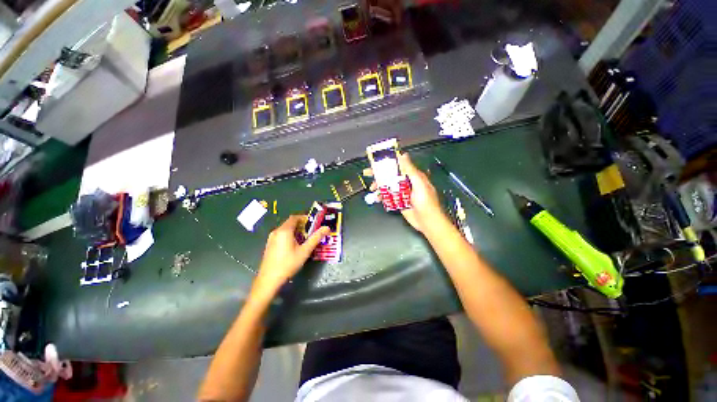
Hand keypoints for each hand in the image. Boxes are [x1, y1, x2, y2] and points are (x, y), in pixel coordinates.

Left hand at [253, 216, 329, 295]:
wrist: (269, 280)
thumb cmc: (288, 264)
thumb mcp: (305, 251)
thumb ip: (316, 238)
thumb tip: (327, 228)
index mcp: (284, 230)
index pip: (295, 217)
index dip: (305, 218)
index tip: (314, 223)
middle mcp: (276, 231)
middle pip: (290, 223)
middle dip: (302, 226)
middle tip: (311, 233)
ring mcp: (271, 238)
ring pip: (285, 230)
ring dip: (296, 231)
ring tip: (305, 240)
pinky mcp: (270, 245)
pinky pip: (281, 235)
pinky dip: (289, 236)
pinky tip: (294, 247)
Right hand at [367, 152, 445, 233]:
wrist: (427, 221)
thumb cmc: (426, 201)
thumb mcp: (419, 184)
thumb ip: (410, 170)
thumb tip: (403, 155)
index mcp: (412, 176)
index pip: (398, 166)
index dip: (387, 163)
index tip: (377, 161)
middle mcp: (406, 183)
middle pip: (391, 176)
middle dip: (379, 174)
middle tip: (368, 173)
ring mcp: (402, 193)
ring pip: (388, 186)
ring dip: (379, 186)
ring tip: (372, 189)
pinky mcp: (399, 202)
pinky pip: (388, 197)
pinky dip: (382, 196)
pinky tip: (377, 198)